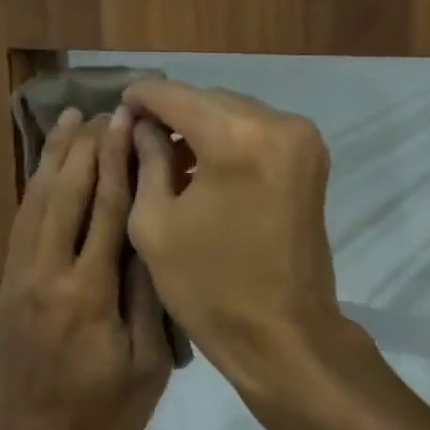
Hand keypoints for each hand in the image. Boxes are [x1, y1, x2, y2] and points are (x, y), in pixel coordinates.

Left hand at [0, 107, 171, 429]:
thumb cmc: (99, 411)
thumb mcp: (145, 368)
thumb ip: (146, 301)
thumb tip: (149, 241)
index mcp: (88, 293)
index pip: (106, 211)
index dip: (117, 163)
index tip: (125, 124)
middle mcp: (49, 273)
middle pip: (66, 194)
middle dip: (85, 148)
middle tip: (100, 110)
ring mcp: (21, 276)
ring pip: (36, 202)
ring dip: (53, 158)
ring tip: (68, 121)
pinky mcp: (8, 284)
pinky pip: (21, 224)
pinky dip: (33, 188)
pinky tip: (44, 169)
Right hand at [123, 78, 347, 393]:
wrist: (282, 334)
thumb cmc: (208, 286)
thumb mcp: (154, 222)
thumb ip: (144, 159)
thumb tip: (137, 123)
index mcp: (235, 138)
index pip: (175, 95)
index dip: (141, 98)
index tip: (117, 107)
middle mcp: (277, 123)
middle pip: (208, 99)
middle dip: (171, 113)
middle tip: (138, 138)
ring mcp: (302, 140)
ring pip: (234, 113)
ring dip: (200, 127)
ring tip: (168, 158)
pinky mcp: (311, 159)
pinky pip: (257, 131)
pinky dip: (228, 140)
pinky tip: (204, 169)